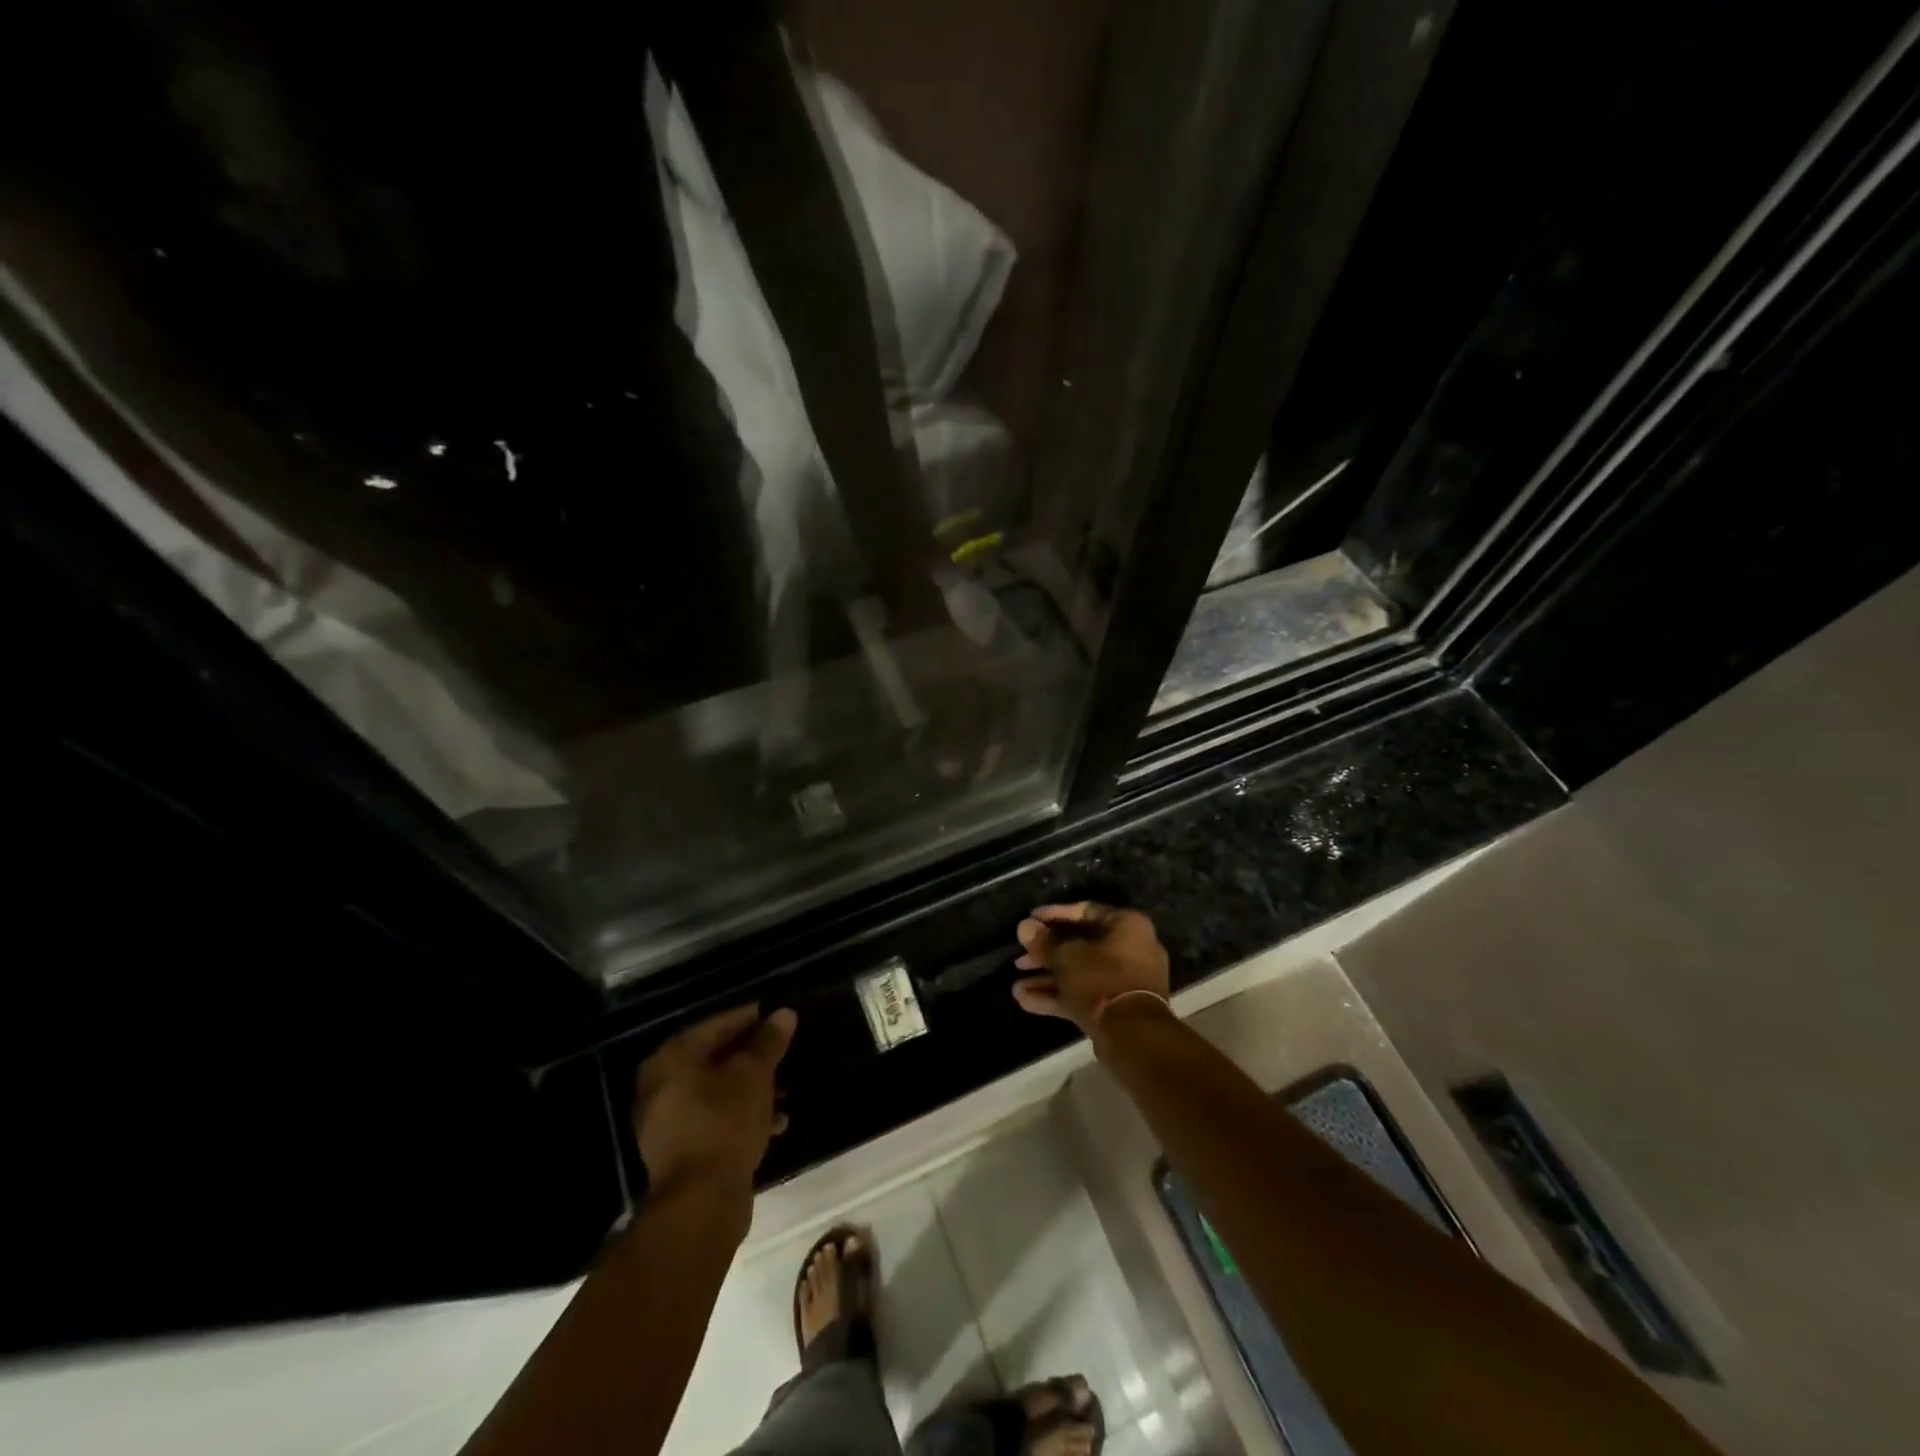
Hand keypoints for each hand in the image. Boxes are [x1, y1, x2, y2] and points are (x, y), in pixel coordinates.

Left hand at [634, 1005, 796, 1195]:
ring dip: (752, 1088)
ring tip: (786, 1090)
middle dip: (752, 1056)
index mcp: (672, 1058)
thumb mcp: (753, 1075)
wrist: (700, 1203)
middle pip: (715, 1058)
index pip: (717, 1024)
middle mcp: (661, 1085)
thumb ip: (768, 1041)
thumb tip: (784, 1013)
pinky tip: (776, 1122)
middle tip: (783, 1052)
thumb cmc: (724, 1123)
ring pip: (718, 1091)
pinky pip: (716, 1119)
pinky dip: (742, 1115)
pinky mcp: (682, 1150)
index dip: (750, 1018)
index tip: (778, 1016)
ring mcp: (668, 1121)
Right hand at [1011, 902, 1170, 1034]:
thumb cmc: (1101, 979)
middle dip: (1046, 954)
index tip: (1030, 920)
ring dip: (1048, 979)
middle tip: (1020, 959)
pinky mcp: (1118, 1008)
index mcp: (1127, 925)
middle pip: (1081, 945)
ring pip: (1081, 973)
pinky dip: (1060, 996)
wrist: (1133, 1035)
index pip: (1085, 911)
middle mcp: (1131, 948)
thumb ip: (1044, 942)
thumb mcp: (1066, 957)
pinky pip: (1086, 994)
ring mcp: (1126, 981)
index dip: (1054, 915)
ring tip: (1016, 986)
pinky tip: (1026, 1001)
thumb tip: (1024, 927)